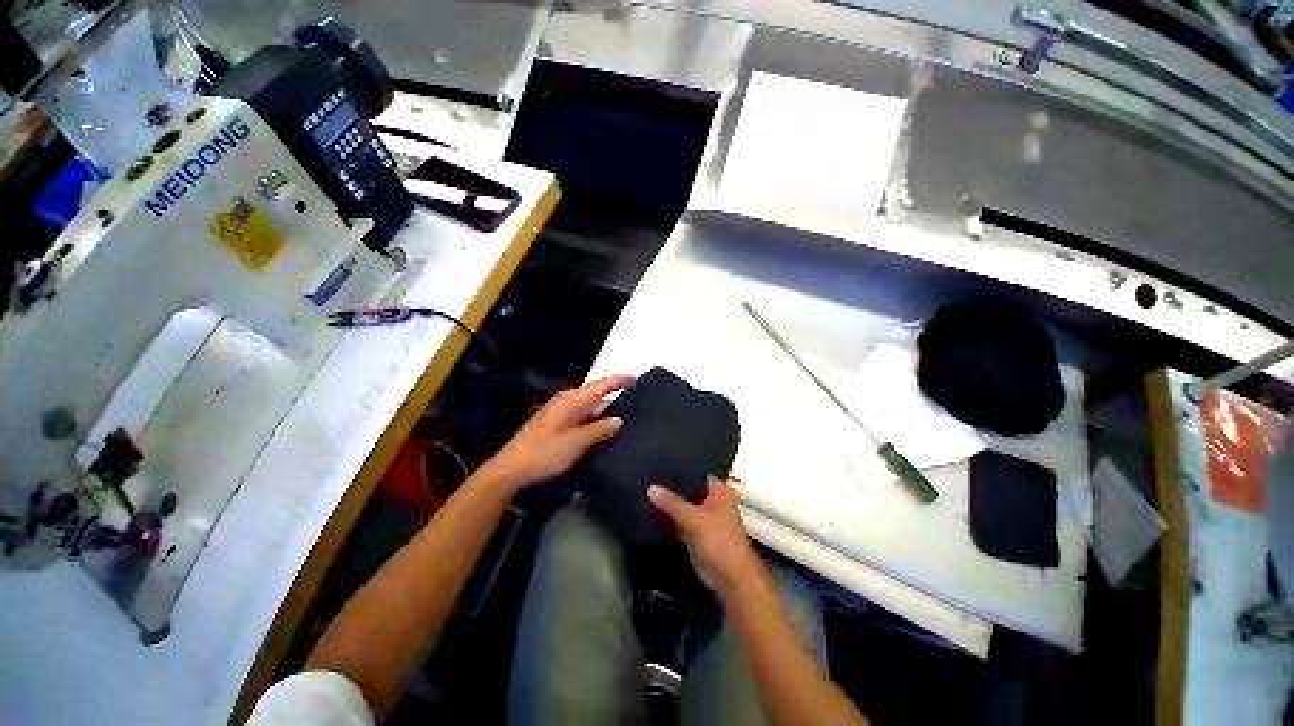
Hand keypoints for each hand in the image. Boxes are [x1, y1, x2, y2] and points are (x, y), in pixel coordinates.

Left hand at [482, 374, 634, 490]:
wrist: (511, 469)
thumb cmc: (545, 453)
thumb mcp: (577, 442)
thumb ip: (600, 429)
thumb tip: (619, 419)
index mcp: (572, 400)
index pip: (601, 385)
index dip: (619, 381)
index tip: (636, 379)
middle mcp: (566, 401)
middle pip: (596, 397)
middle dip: (614, 400)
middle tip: (636, 406)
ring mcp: (560, 412)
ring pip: (588, 409)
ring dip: (604, 414)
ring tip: (625, 421)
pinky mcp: (556, 423)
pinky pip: (581, 417)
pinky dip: (593, 422)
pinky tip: (603, 432)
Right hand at [648, 478, 763, 593]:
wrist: (730, 579)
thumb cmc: (719, 541)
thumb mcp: (694, 518)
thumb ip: (672, 503)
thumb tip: (650, 488)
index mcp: (719, 492)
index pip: (697, 473)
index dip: (681, 469)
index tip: (660, 463)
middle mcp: (712, 502)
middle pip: (689, 490)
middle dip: (672, 486)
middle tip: (649, 475)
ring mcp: (704, 519)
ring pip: (683, 507)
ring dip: (670, 504)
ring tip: (646, 490)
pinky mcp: (696, 536)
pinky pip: (679, 522)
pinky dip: (669, 520)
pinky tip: (651, 512)